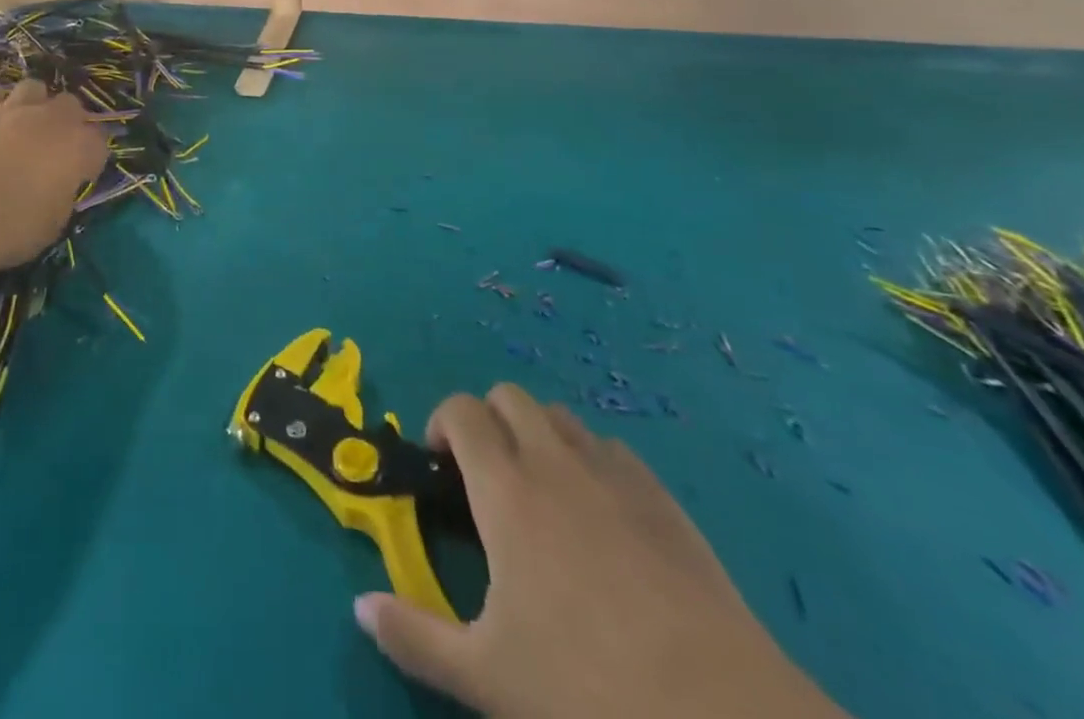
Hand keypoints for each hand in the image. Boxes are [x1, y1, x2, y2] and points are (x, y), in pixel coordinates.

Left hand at [0, 79, 109, 282]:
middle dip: (67, 122)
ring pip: (34, 88)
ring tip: (21, 127)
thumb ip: (63, 192)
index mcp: (78, 148)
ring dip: (33, 105)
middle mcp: (51, 119)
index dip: (90, 157)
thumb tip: (58, 184)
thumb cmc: (11, 230)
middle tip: (52, 147)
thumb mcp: (54, 222)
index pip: (99, 141)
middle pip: (71, 105)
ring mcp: (12, 108)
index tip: (80, 173)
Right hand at [354, 385, 848, 718]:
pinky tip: (602, 518)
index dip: (442, 423)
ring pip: (561, 416)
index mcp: (507, 489)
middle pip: (510, 397)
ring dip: (538, 436)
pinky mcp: (665, 500)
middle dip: (487, 421)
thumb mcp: (485, 676)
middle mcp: (555, 462)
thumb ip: (414, 637)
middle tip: (486, 480)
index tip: (440, 466)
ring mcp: (615, 475)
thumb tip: (360, 606)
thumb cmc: (589, 691)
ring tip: (541, 494)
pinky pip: (613, 450)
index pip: (463, 410)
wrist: (723, 717)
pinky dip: (592, 462)